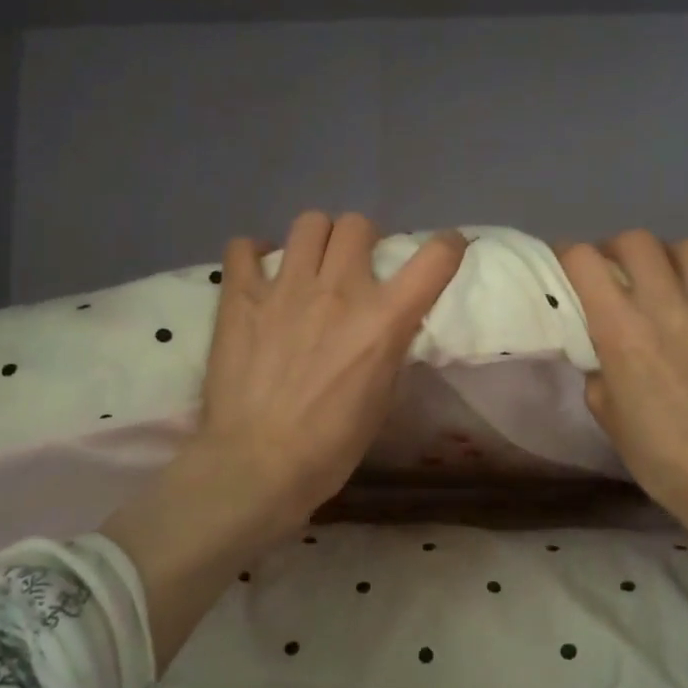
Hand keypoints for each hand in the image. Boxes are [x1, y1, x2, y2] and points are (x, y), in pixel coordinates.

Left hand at [106, 213, 467, 666]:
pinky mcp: (240, 296)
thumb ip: (388, 347)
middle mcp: (338, 289)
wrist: (258, 465)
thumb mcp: (382, 399)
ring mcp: (285, 287)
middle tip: (354, 267)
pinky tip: (259, 275)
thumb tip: (387, 324)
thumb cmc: (330, 446)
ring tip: (308, 265)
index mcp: (383, 320)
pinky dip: (254, 254)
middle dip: (362, 240)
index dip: (447, 246)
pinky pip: (244, 246)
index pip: (434, 258)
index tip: (445, 250)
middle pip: (358, 224)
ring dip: (316, 240)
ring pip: (309, 223)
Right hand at [560, 231, 687, 624]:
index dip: (569, 255)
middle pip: (636, 241)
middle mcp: (667, 305)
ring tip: (669, 278)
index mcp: (622, 330)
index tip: (567, 264)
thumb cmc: (659, 455)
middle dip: (617, 249)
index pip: (585, 262)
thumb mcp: (606, 415)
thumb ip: (600, 371)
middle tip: (617, 271)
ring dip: (670, 257)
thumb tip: (607, 352)